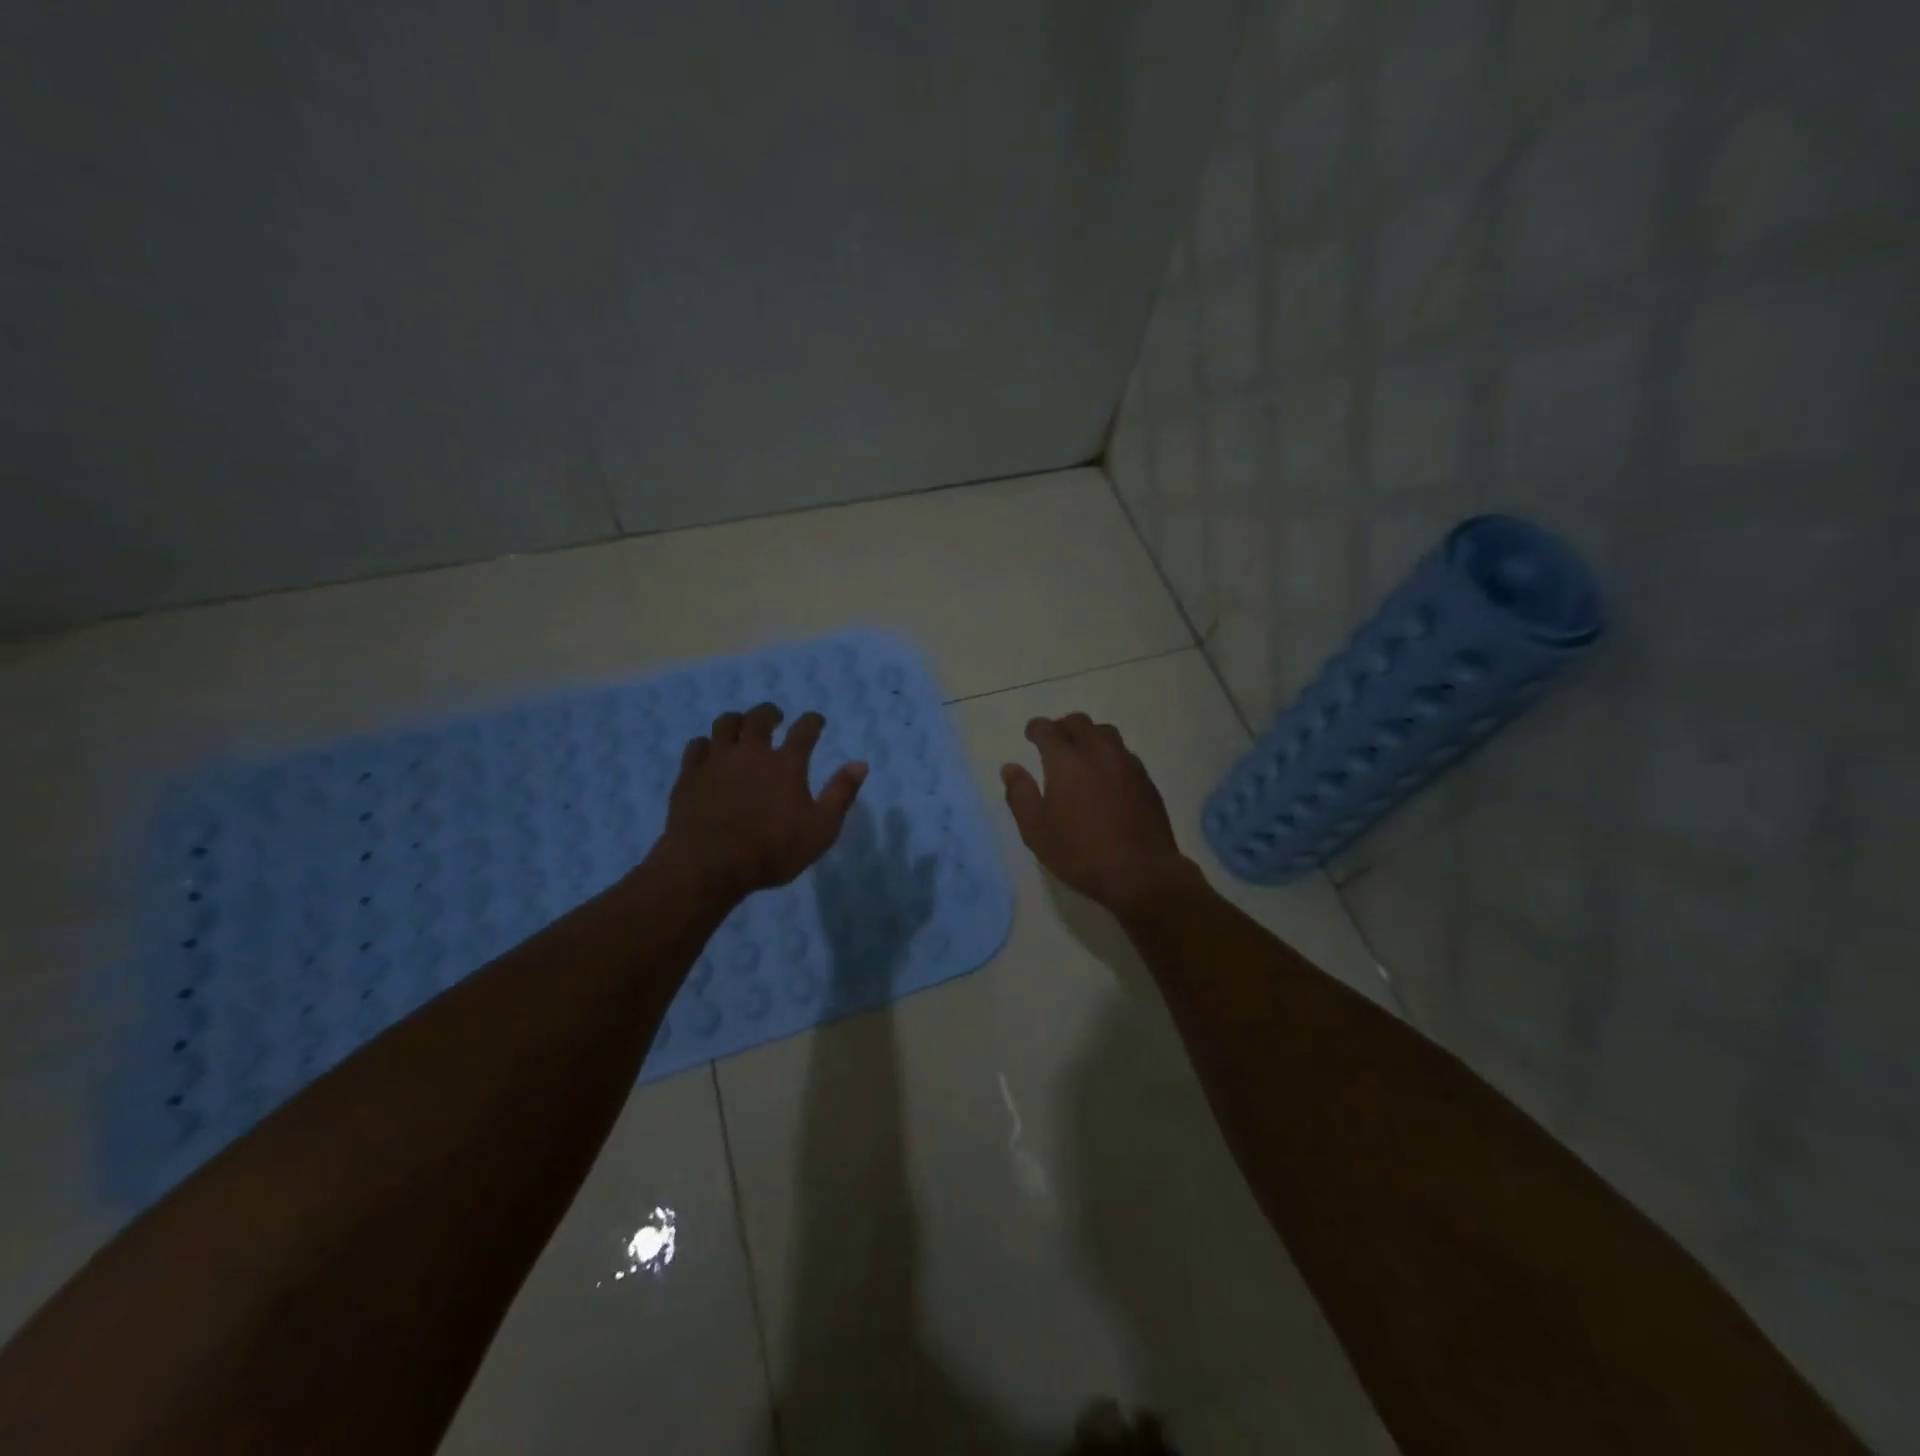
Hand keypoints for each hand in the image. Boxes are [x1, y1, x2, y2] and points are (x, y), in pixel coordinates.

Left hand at [655, 703, 866, 901]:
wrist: (709, 866)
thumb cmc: (771, 851)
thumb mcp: (821, 829)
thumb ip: (841, 794)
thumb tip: (860, 764)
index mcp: (786, 764)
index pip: (804, 730)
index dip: (812, 721)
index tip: (816, 721)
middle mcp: (751, 752)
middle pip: (759, 717)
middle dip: (770, 713)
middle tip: (775, 717)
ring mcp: (717, 760)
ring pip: (725, 724)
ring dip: (736, 721)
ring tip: (740, 727)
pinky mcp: (689, 774)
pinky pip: (697, 746)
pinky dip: (706, 745)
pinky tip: (709, 752)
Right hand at [1000, 714, 1202, 914]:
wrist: (1140, 872)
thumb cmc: (1080, 853)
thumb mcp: (1036, 831)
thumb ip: (1020, 795)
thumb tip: (1010, 768)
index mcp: (1066, 762)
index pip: (1049, 730)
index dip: (1037, 728)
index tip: (1031, 734)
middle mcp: (1098, 754)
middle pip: (1080, 723)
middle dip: (1063, 726)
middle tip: (1054, 740)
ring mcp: (1127, 765)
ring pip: (1106, 733)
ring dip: (1090, 735)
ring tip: (1082, 752)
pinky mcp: (1146, 781)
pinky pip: (1125, 754)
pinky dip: (1110, 754)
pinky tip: (1107, 774)